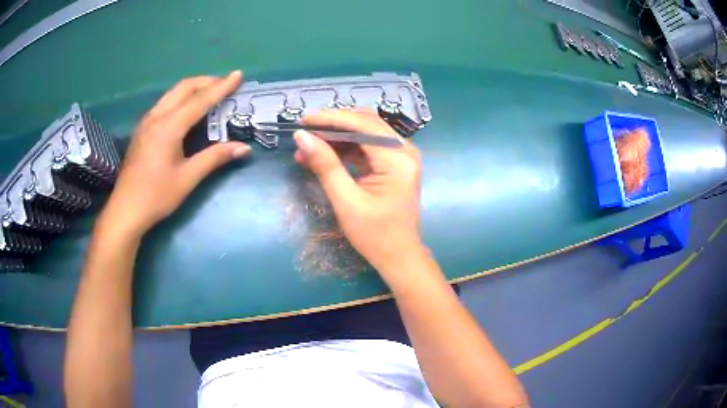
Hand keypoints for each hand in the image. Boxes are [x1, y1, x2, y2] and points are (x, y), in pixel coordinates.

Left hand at [98, 72, 250, 238]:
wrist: (126, 210)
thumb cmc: (156, 196)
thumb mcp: (187, 178)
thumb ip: (214, 157)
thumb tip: (244, 148)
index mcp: (169, 127)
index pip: (200, 100)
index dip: (221, 87)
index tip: (238, 74)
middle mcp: (156, 117)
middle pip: (184, 87)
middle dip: (206, 81)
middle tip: (225, 84)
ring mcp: (146, 122)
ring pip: (172, 93)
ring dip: (192, 88)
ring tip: (209, 93)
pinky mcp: (142, 130)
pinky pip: (164, 103)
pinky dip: (180, 98)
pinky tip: (186, 110)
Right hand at [293, 110, 421, 272]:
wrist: (399, 256)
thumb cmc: (375, 235)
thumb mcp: (346, 201)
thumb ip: (325, 165)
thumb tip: (302, 136)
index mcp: (398, 159)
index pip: (363, 125)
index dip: (331, 118)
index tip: (303, 119)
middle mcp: (404, 151)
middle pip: (366, 123)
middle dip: (333, 125)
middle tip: (304, 130)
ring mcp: (401, 156)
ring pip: (365, 133)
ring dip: (336, 137)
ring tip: (307, 146)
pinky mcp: (394, 164)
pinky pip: (368, 147)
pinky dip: (345, 149)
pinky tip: (322, 155)